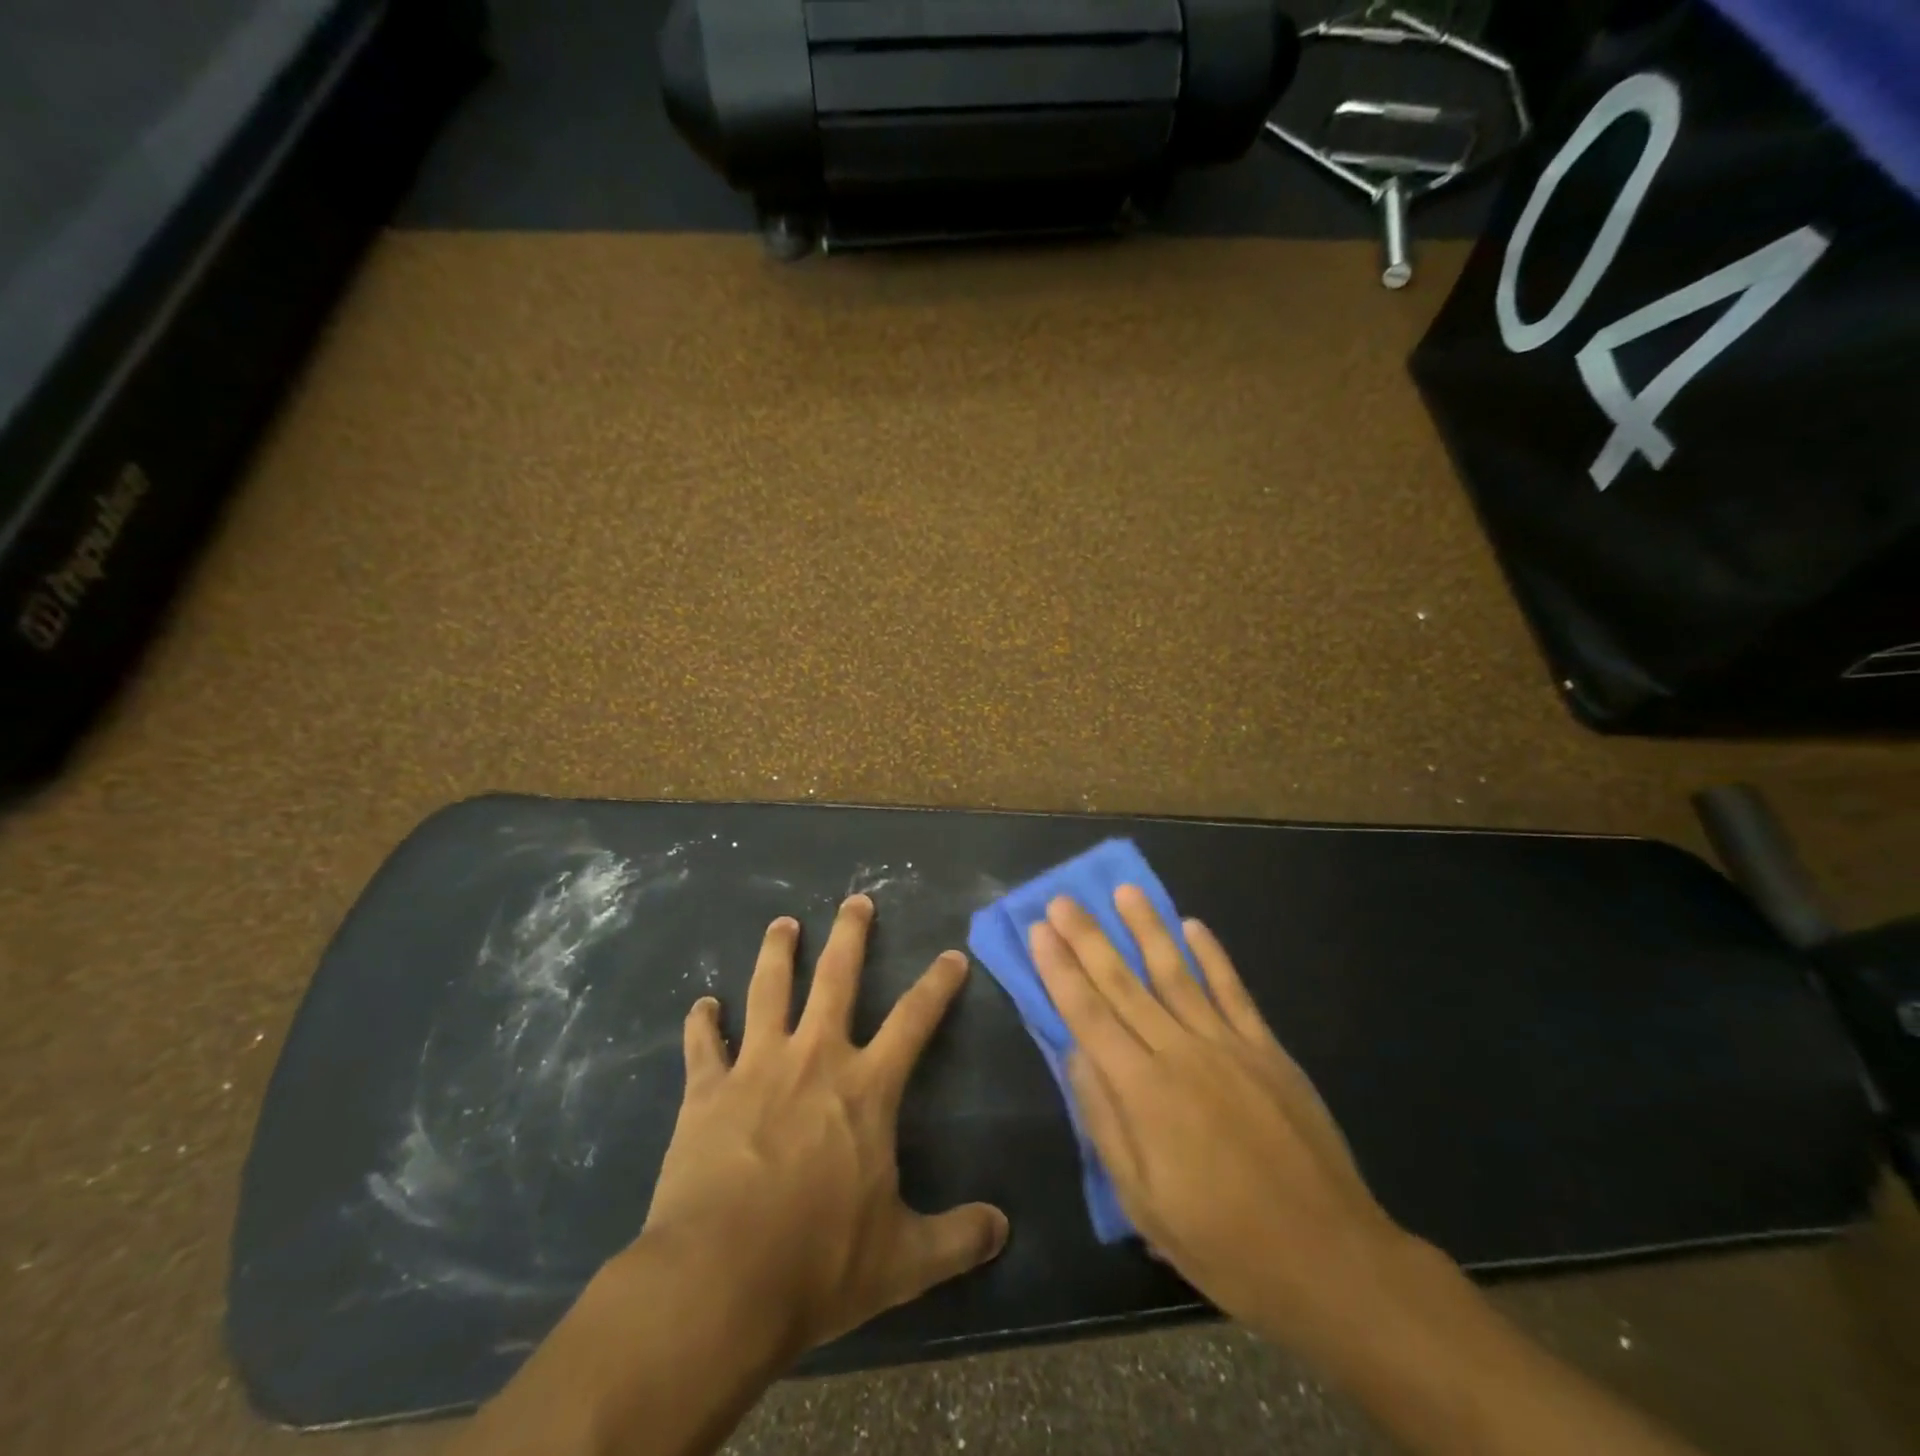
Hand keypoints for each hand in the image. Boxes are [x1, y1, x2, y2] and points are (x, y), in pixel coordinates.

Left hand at [632, 894, 1009, 1361]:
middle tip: (855, 900)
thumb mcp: (903, 1261)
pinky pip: (704, 1044)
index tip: (951, 956)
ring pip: (769, 990)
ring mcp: (756, 1067)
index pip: (915, 1019)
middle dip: (850, 935)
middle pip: (836, 978)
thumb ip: (957, 1238)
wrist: (719, 1281)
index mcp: (866, 1087)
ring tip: (783, 924)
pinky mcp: (707, 1091)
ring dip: (777, 952)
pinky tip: (703, 1004)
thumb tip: (1004, 1230)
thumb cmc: (818, 1263)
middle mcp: (814, 1058)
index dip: (937, 984)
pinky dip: (703, 1022)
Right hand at [1028, 887, 1417, 1362]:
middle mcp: (1181, 1053)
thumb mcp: (1143, 1202)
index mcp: (1144, 1091)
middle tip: (1062, 899)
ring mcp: (1229, 1045)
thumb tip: (1074, 1054)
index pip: (1088, 1014)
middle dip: (1088, 938)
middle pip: (1123, 983)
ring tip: (1123, 891)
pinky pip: (1234, 991)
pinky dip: (1212, 956)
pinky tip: (1194, 926)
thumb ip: (1104, 1121)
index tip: (1038, 930)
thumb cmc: (1224, 1243)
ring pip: (1176, 972)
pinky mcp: (1268, 1050)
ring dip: (1146, 928)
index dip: (1060, 969)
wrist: (1331, 1259)